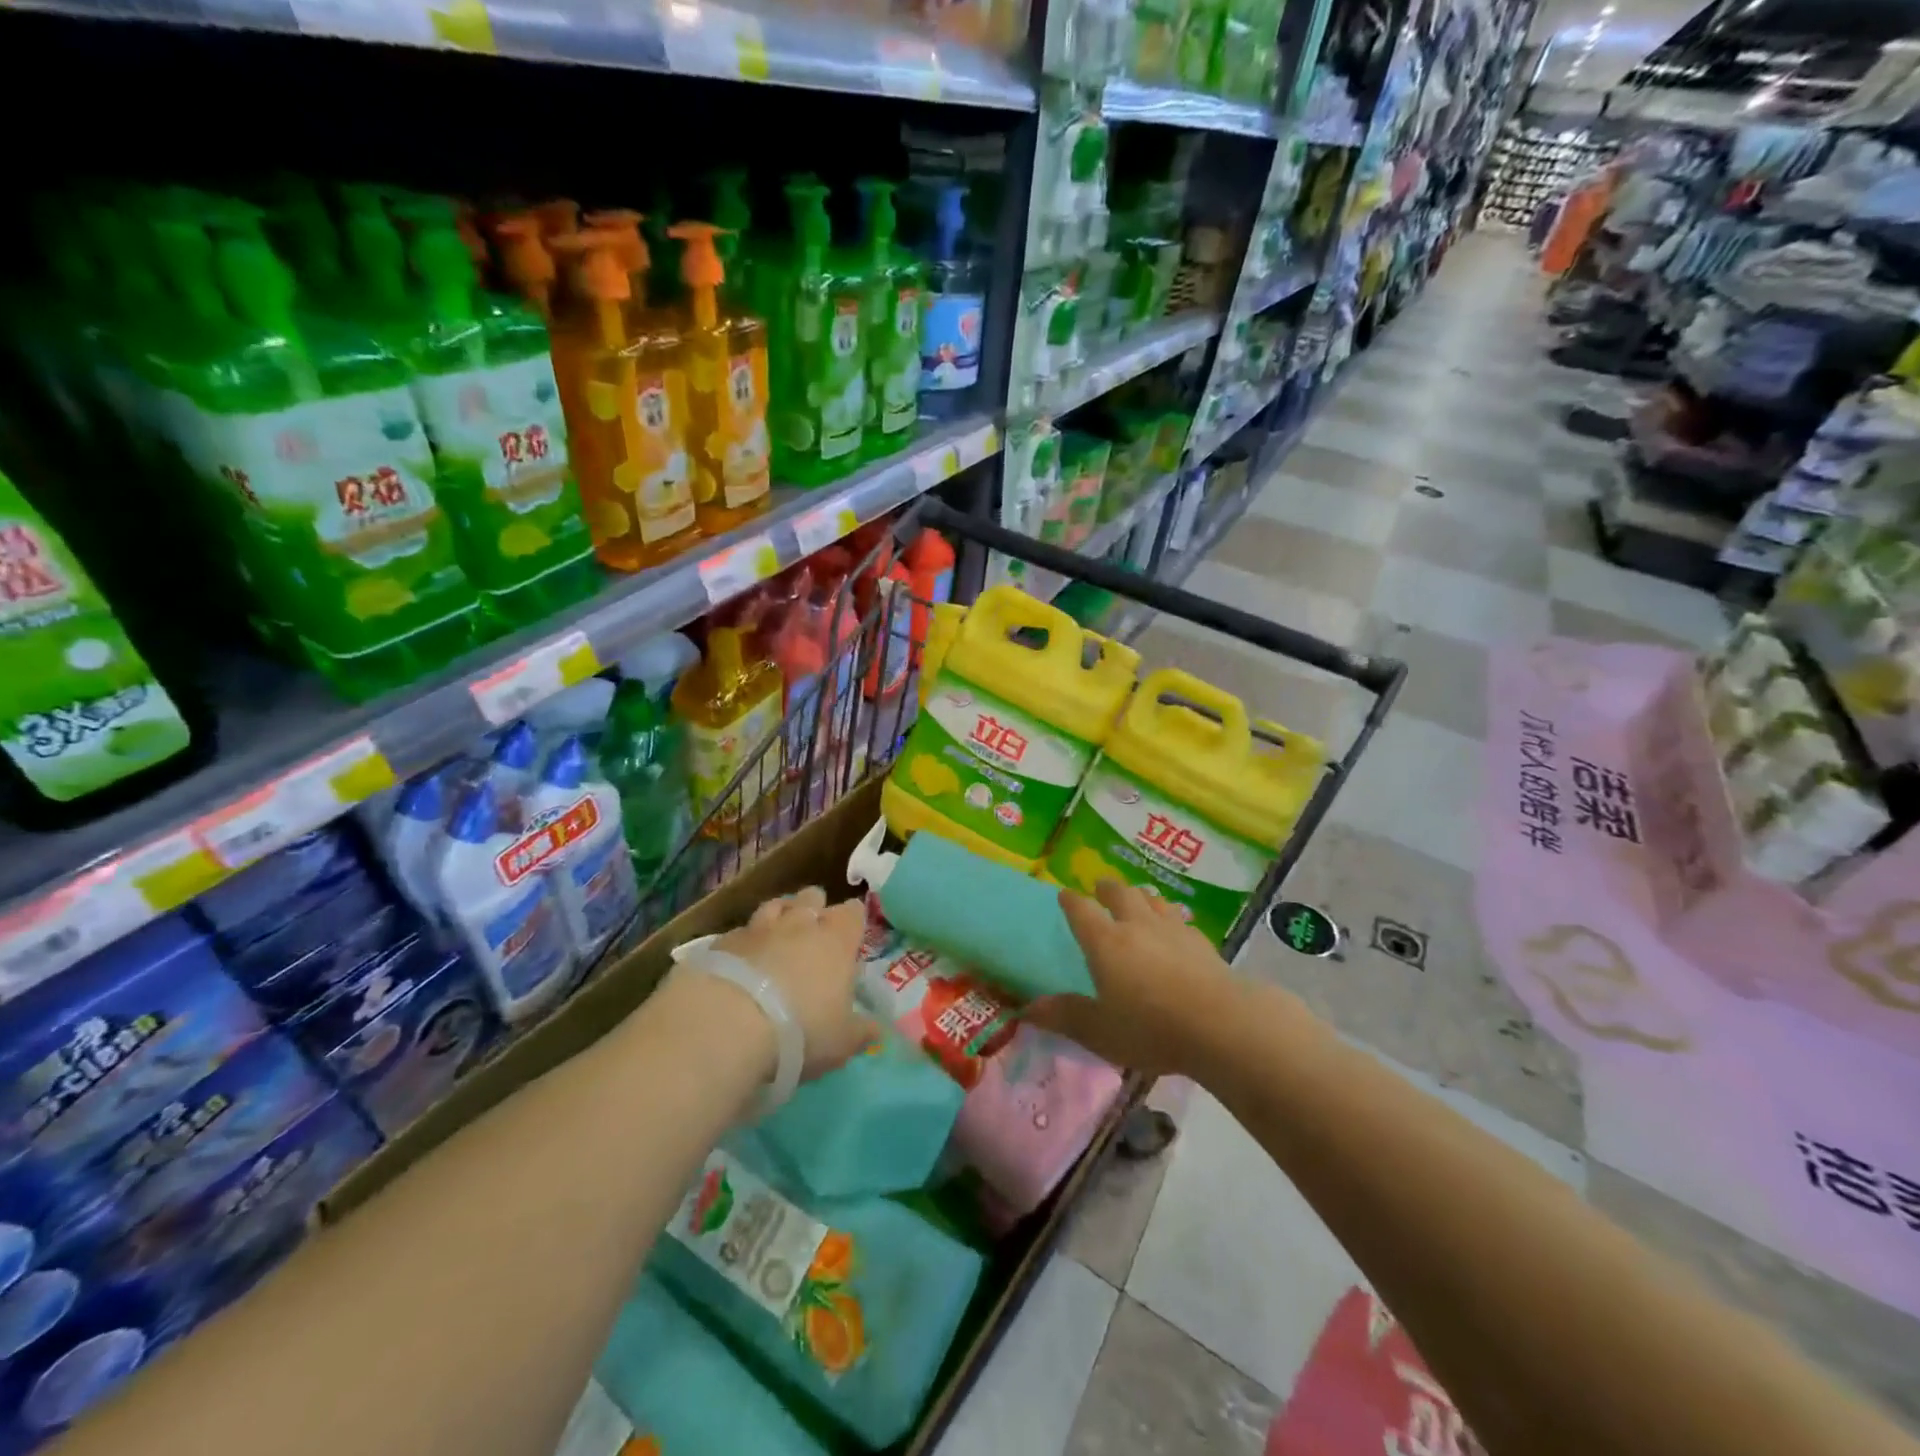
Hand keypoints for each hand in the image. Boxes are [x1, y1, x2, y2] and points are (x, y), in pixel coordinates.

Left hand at [713, 887, 876, 1079]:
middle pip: (812, 897)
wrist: (729, 1025)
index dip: (853, 920)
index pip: (853, 913)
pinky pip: (740, 932)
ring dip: (780, 915)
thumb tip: (876, 1029)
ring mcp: (759, 928)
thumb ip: (861, 1031)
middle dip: (815, 908)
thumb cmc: (801, 1031)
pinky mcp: (722, 941)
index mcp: (836, 940)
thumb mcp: (842, 1042)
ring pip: (775, 905)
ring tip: (778, 936)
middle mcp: (800, 924)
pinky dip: (745, 942)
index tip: (852, 935)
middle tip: (814, 932)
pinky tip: (741, 961)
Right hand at [1024, 880, 1241, 1077]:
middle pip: (1120, 894)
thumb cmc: (1151, 1029)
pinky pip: (1180, 919)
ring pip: (1153, 900)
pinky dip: (1170, 918)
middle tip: (1100, 887)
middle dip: (1107, 889)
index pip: (1081, 911)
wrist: (1221, 1024)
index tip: (1064, 894)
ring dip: (1141, 896)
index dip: (1070, 901)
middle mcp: (1136, 926)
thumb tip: (1026, 1009)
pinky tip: (1175, 929)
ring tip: (1137, 898)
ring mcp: (1173, 930)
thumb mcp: (1100, 1031)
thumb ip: (1065, 1016)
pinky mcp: (1202, 942)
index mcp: (1105, 942)